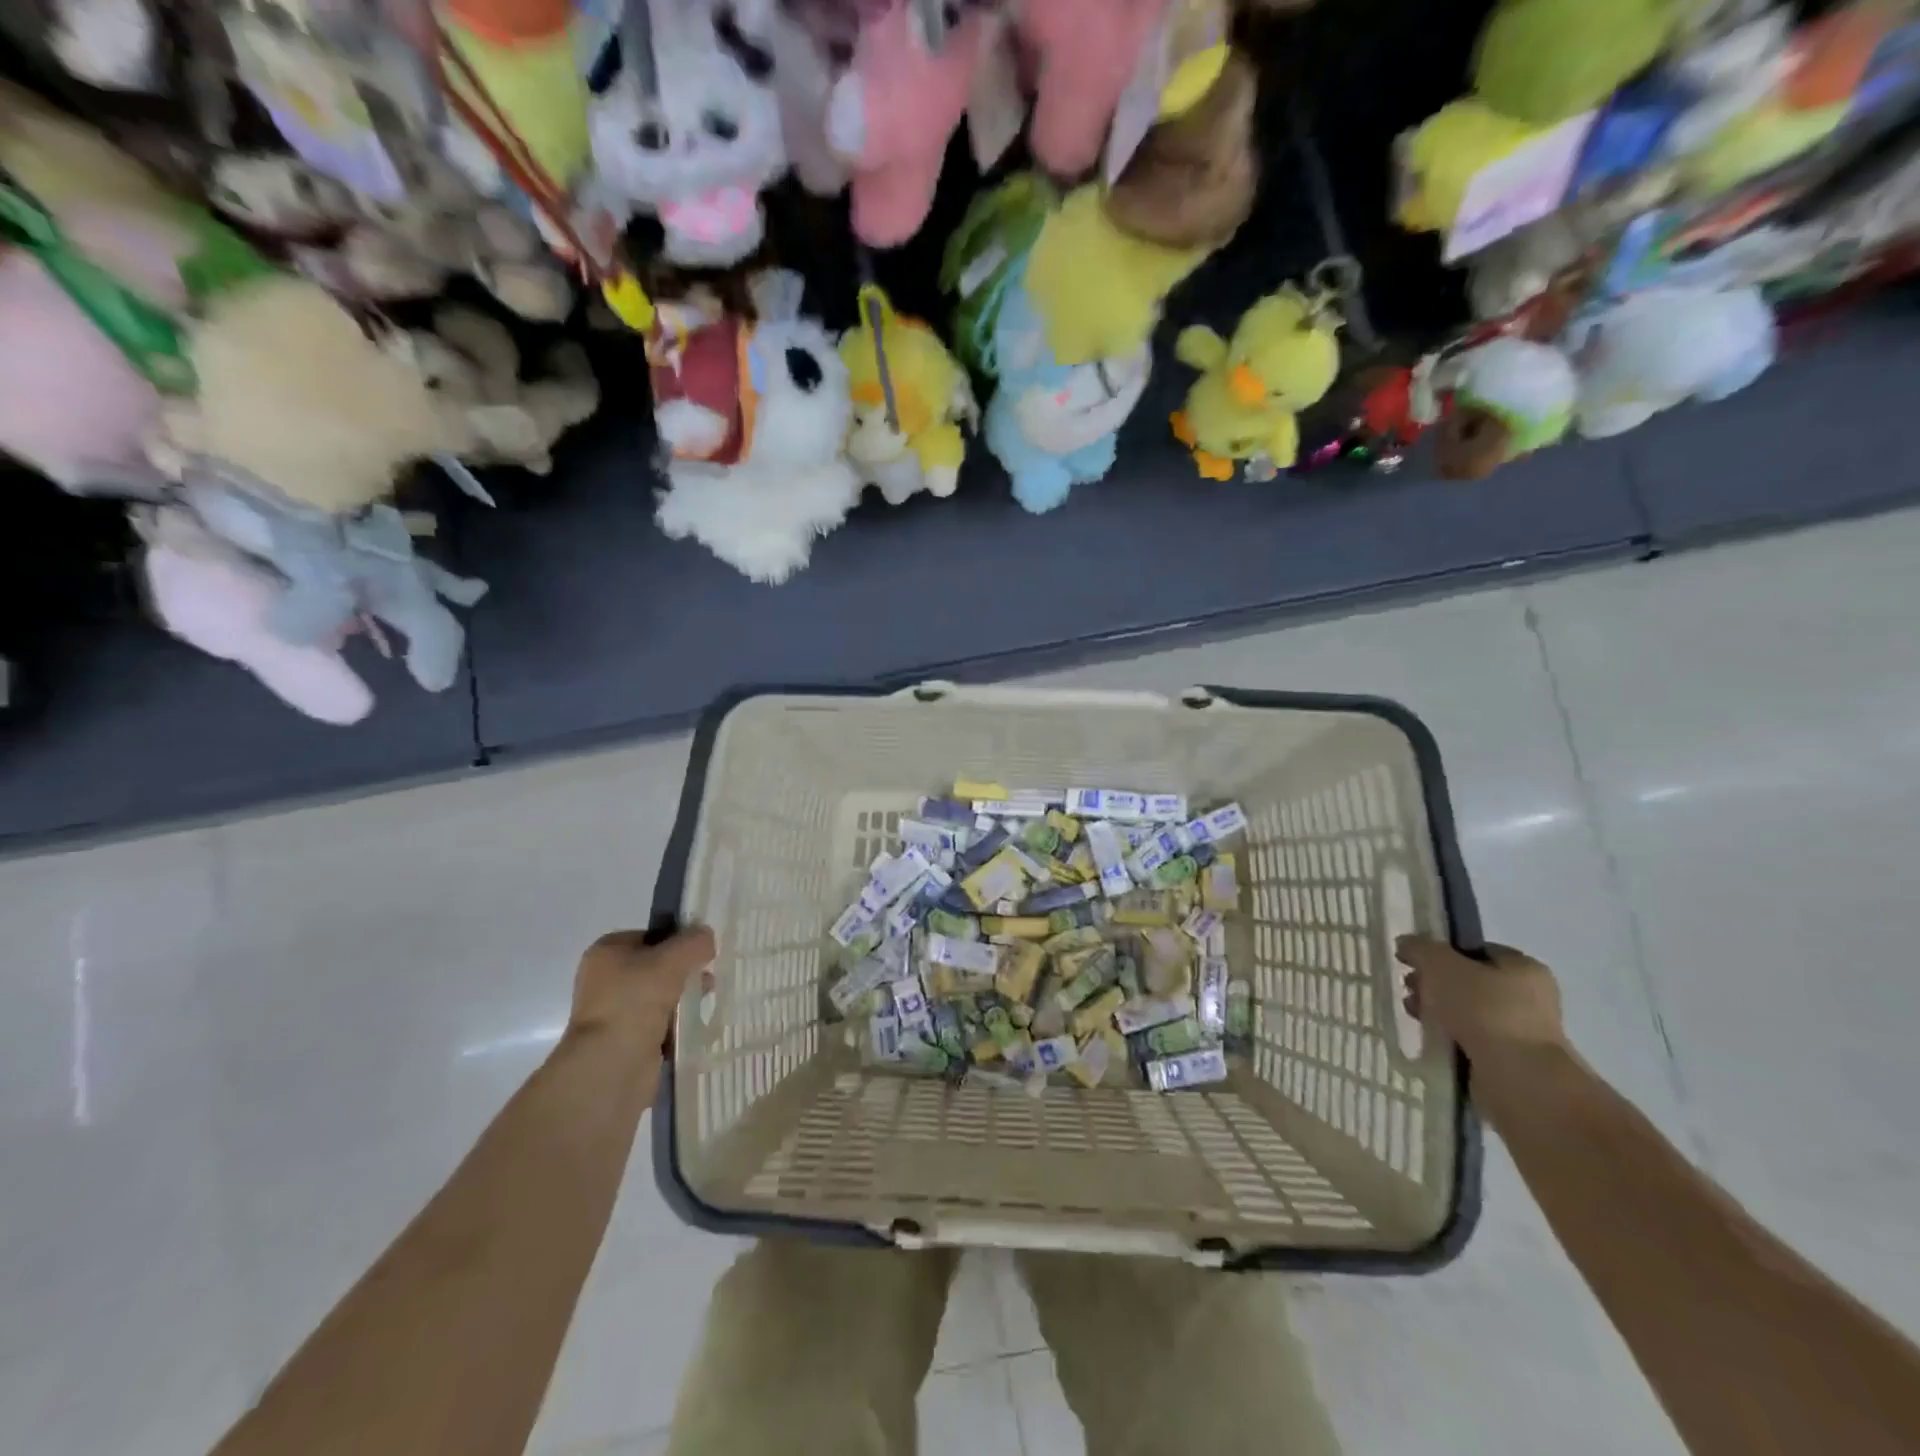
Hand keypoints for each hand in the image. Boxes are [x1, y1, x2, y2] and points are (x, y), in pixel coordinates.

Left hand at [569, 926, 715, 1051]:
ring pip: (659, 996)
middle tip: (707, 980)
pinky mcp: (623, 1041)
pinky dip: (675, 1024)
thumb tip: (706, 938)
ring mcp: (613, 1012)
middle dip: (684, 972)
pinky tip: (691, 1026)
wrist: (611, 1064)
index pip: (651, 936)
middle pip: (656, 966)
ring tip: (703, 1004)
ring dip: (683, 999)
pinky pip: (658, 1023)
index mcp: (606, 952)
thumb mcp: (673, 959)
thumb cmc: (636, 1000)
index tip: (702, 953)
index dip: (678, 941)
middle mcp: (604, 979)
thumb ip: (695, 942)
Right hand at [1395, 936, 1565, 1066]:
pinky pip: (1469, 1039)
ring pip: (1466, 1012)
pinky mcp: (1510, 1061)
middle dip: (1434, 984)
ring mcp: (1521, 1032)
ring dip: (1437, 1011)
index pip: (1476, 950)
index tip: (1414, 963)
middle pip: (1468, 981)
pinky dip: (1448, 1037)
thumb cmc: (1483, 1009)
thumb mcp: (1441, 964)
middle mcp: (1530, 997)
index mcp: (1524, 967)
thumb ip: (1420, 948)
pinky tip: (1430, 1038)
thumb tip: (1406, 944)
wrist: (1516, 1078)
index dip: (1442, 953)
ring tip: (1415, 1015)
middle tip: (1411, 990)